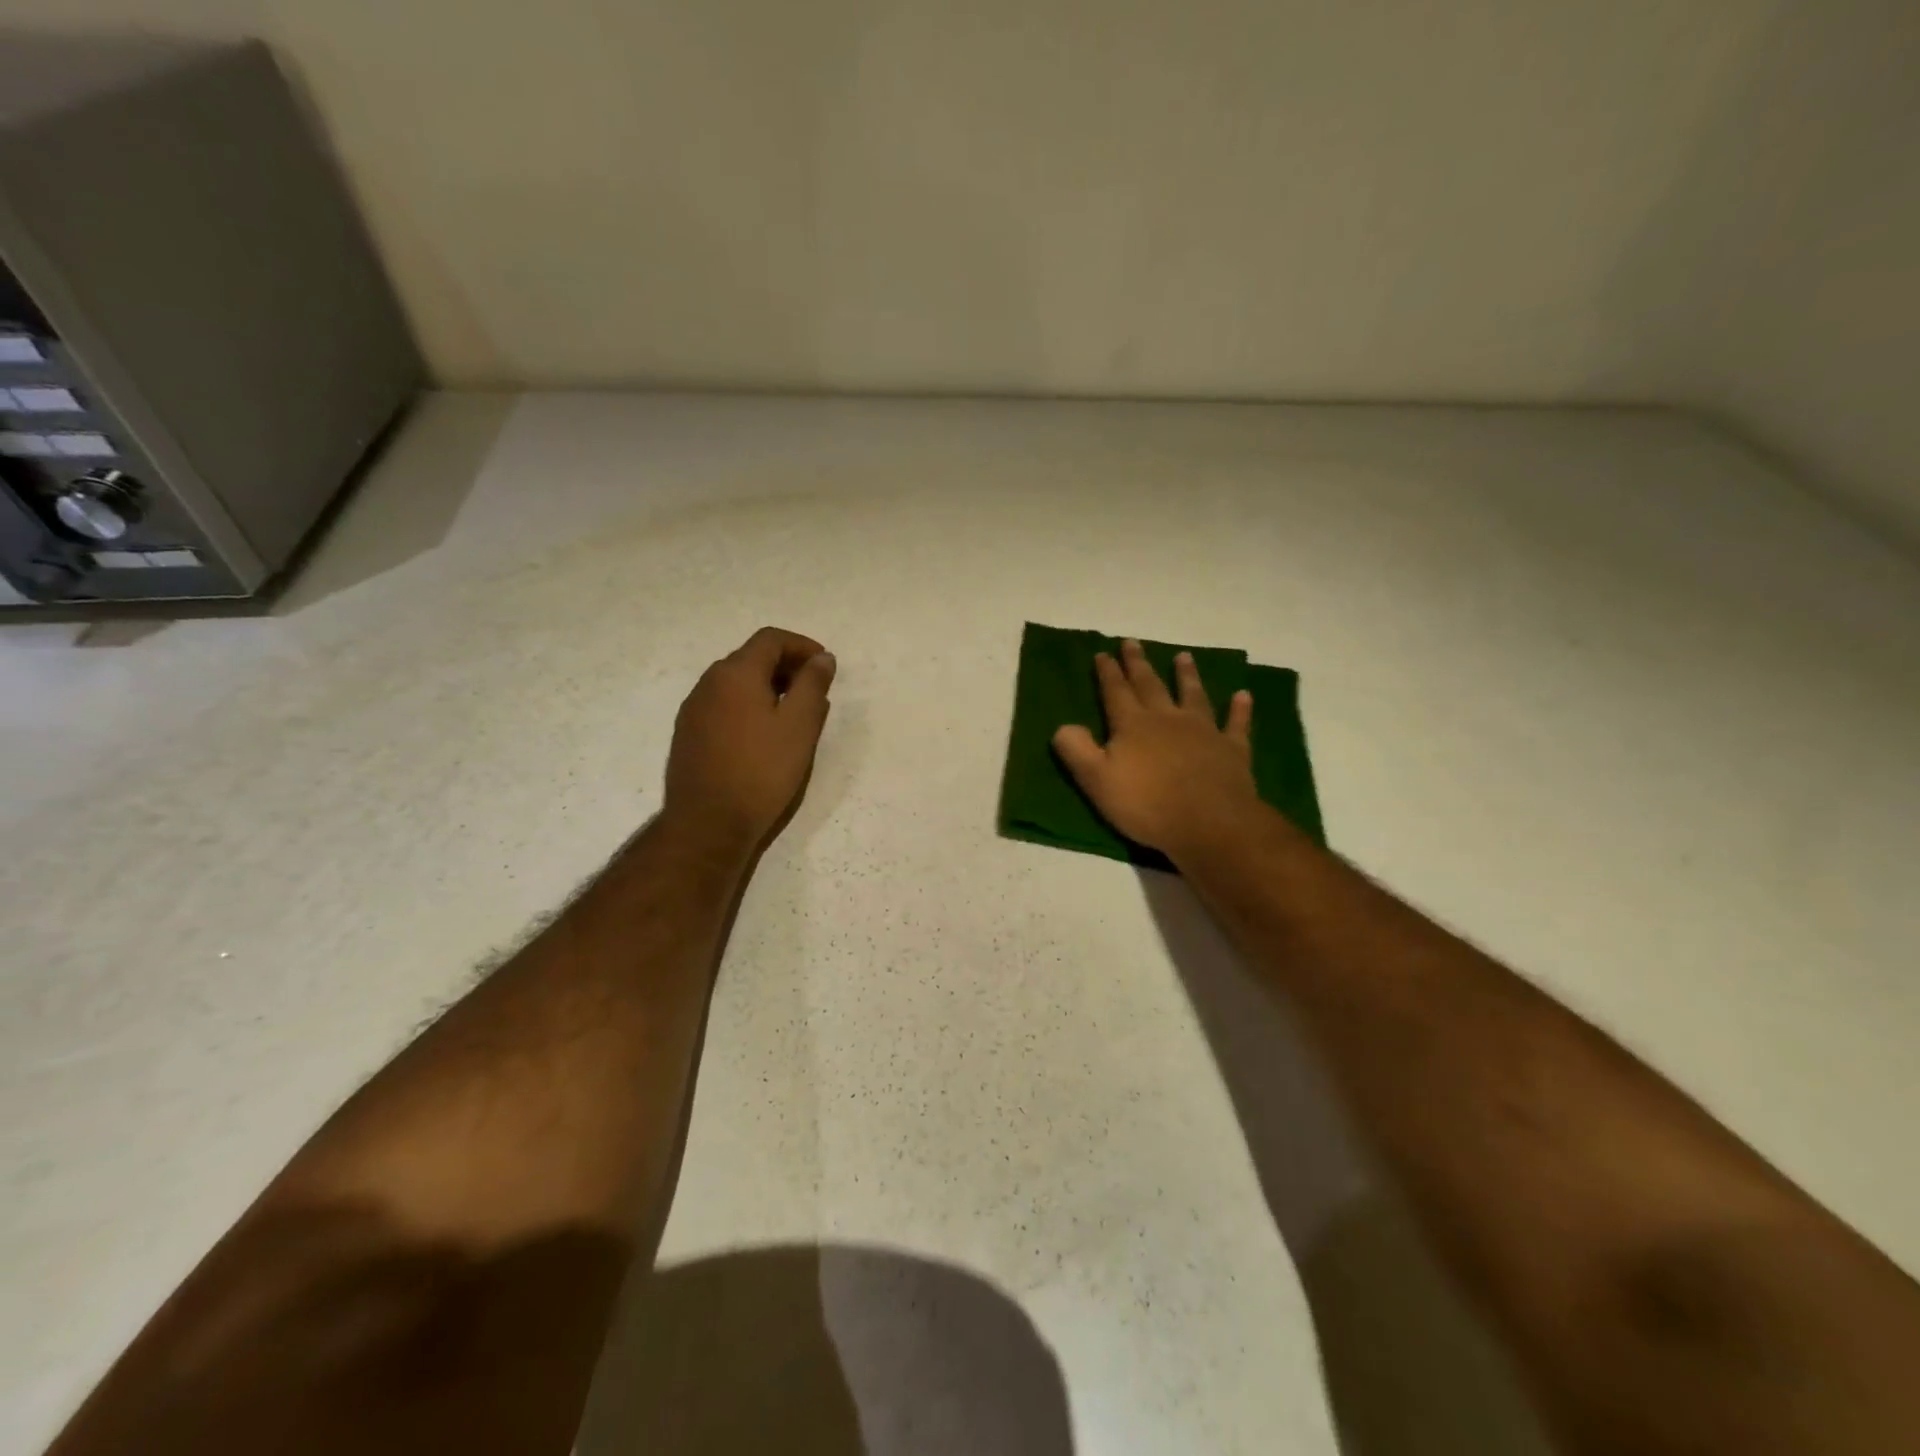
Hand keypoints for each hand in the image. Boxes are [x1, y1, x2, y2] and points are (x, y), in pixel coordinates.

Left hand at [664, 627, 835, 854]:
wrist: (708, 822)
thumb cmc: (761, 771)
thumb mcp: (800, 726)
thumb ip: (813, 685)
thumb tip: (822, 658)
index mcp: (736, 673)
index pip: (771, 639)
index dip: (802, 645)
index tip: (825, 666)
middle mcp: (709, 682)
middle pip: (751, 657)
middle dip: (786, 666)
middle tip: (813, 690)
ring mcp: (694, 709)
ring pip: (735, 682)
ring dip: (766, 686)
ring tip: (792, 714)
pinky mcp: (688, 734)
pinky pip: (723, 704)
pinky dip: (747, 705)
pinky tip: (762, 735)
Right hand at [1052, 640, 1262, 860]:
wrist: (1209, 823)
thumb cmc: (1147, 804)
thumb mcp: (1097, 781)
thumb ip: (1077, 750)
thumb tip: (1063, 725)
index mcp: (1132, 725)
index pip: (1115, 692)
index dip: (1107, 672)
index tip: (1102, 653)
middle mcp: (1167, 718)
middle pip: (1150, 685)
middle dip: (1138, 664)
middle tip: (1132, 642)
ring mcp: (1203, 730)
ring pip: (1193, 695)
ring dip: (1187, 675)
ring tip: (1184, 656)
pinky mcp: (1232, 748)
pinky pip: (1236, 723)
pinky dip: (1239, 709)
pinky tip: (1243, 695)